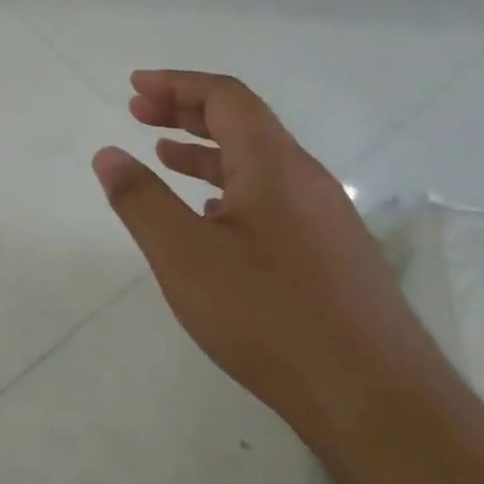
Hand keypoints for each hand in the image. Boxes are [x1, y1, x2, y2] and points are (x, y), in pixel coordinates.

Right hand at [91, 70, 428, 438]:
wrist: (374, 399)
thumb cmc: (269, 315)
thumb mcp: (184, 256)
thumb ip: (141, 200)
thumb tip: (108, 154)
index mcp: (273, 165)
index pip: (226, 97)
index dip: (177, 84)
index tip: (134, 88)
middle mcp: (305, 179)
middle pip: (244, 123)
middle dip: (187, 110)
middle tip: (139, 112)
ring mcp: (324, 218)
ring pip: (259, 163)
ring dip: (207, 150)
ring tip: (164, 155)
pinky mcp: (331, 254)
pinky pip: (273, 198)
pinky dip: (230, 187)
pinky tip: (211, 216)